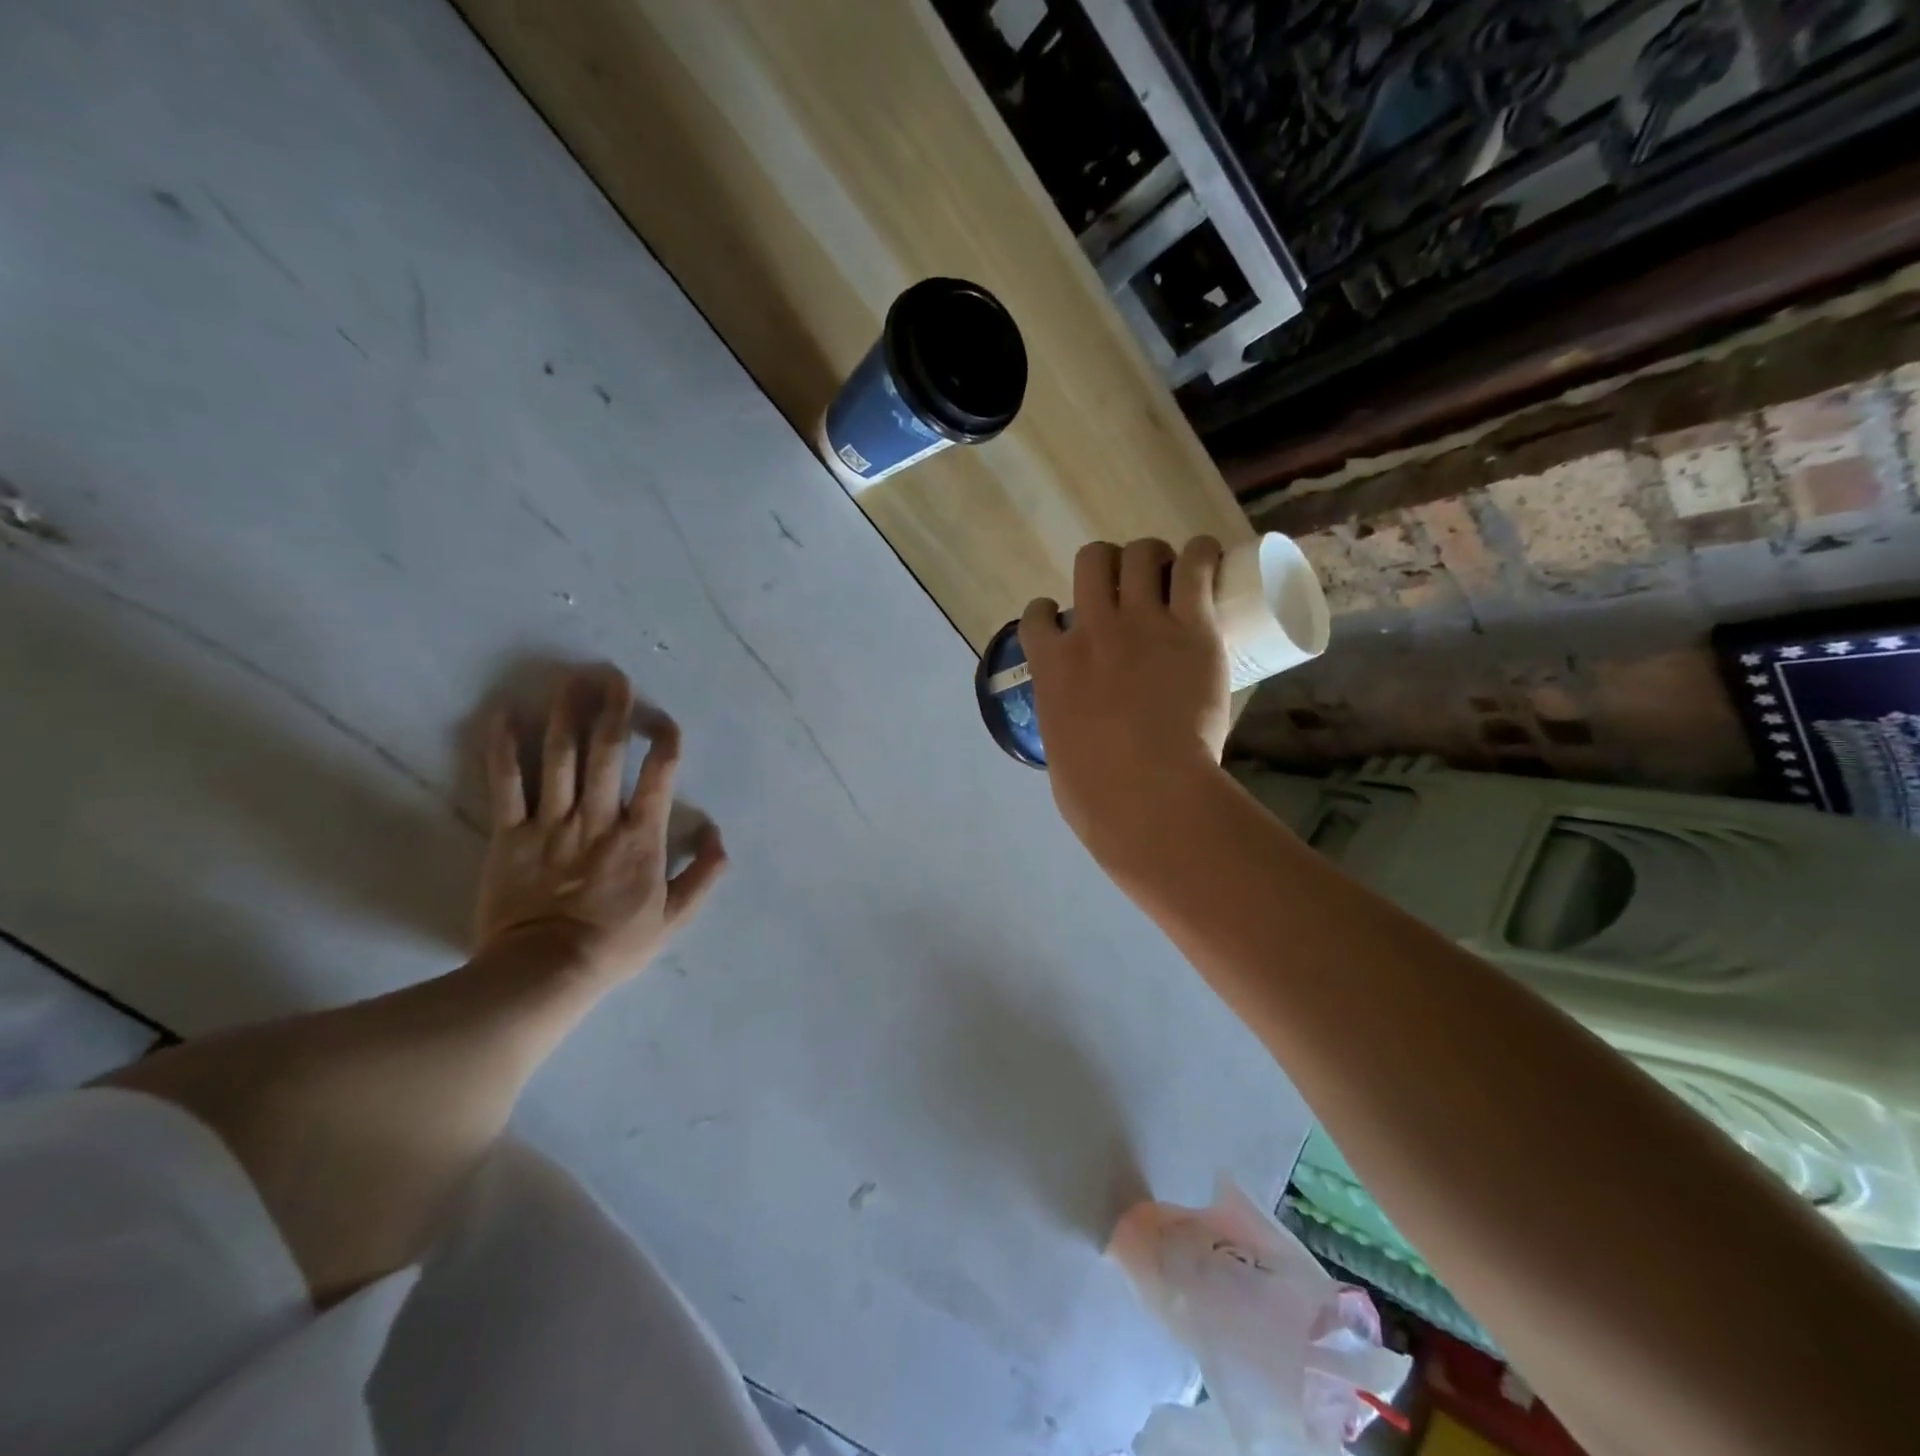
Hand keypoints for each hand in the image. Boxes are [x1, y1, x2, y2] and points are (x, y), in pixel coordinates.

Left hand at [475, 667, 726, 988]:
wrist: (543, 975)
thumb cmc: (614, 945)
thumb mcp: (675, 917)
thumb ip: (704, 873)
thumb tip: (716, 831)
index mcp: (640, 837)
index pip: (659, 775)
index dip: (665, 742)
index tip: (664, 721)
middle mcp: (598, 819)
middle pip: (607, 754)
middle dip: (613, 710)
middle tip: (614, 675)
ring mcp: (551, 824)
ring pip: (560, 758)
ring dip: (568, 714)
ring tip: (573, 679)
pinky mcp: (509, 835)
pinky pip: (506, 784)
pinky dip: (504, 747)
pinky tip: (505, 712)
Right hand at [1020, 537, 1231, 866]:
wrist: (1145, 793)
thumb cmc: (1095, 792)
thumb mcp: (1060, 752)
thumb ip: (1066, 729)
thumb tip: (1079, 736)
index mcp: (1053, 664)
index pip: (1037, 614)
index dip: (1050, 610)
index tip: (1066, 620)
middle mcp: (1092, 629)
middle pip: (1091, 562)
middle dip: (1106, 565)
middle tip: (1127, 585)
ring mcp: (1142, 623)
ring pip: (1140, 554)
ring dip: (1152, 555)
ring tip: (1169, 569)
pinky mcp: (1192, 626)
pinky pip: (1195, 566)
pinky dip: (1202, 553)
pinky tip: (1208, 556)